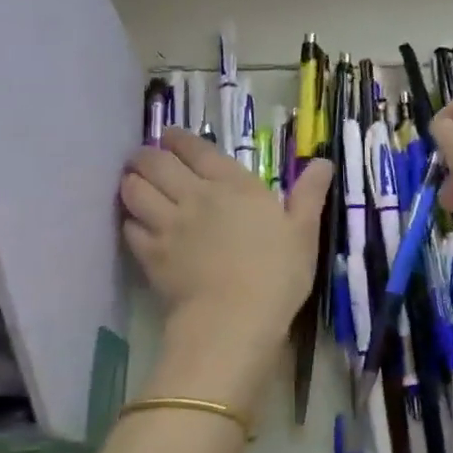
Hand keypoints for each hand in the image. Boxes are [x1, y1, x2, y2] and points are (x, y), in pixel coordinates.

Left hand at [120, 129, 332, 416]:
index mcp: (233, 184)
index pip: (197, 149)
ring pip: (135, 191)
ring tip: (131, 182)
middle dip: (145, 155)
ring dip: (131, 182)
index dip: (179, 138)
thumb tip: (323, 161)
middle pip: (156, 163)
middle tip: (142, 157)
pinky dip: (130, 221)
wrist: (234, 318)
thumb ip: (309, 193)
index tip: (169, 134)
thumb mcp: (304, 231)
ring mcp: (168, 224)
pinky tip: (134, 224)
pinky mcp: (151, 254)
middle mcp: (195, 195)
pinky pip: (130, 228)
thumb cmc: (277, 273)